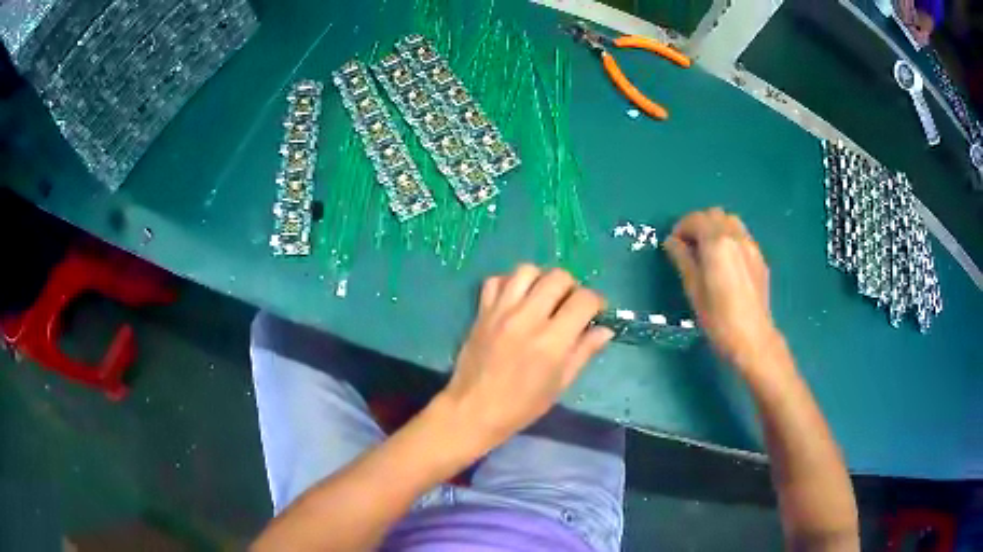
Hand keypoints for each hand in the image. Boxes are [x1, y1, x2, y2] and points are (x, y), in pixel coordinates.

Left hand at [439, 265, 613, 448]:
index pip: (584, 300)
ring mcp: (501, 311)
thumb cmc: (522, 405)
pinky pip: (495, 281)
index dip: (596, 302)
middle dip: (572, 287)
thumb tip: (605, 329)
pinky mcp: (481, 312)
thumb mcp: (560, 384)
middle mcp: (527, 318)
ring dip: (541, 280)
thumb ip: (584, 352)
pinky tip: (515, 300)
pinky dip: (509, 283)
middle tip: (569, 305)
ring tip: (542, 298)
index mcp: (552, 341)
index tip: (595, 312)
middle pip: (558, 277)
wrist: (473, 410)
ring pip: (526, 270)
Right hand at [663, 208, 779, 373]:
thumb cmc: (718, 319)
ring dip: (716, 228)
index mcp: (716, 243)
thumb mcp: (693, 290)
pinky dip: (730, 238)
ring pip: (731, 221)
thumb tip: (671, 241)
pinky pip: (742, 236)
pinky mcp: (760, 258)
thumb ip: (682, 260)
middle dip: (699, 224)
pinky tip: (726, 262)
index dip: (681, 228)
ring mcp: (751, 246)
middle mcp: (735, 237)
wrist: (753, 338)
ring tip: (708, 251)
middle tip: (689, 246)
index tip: (673, 245)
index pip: (695, 219)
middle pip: (714, 214)